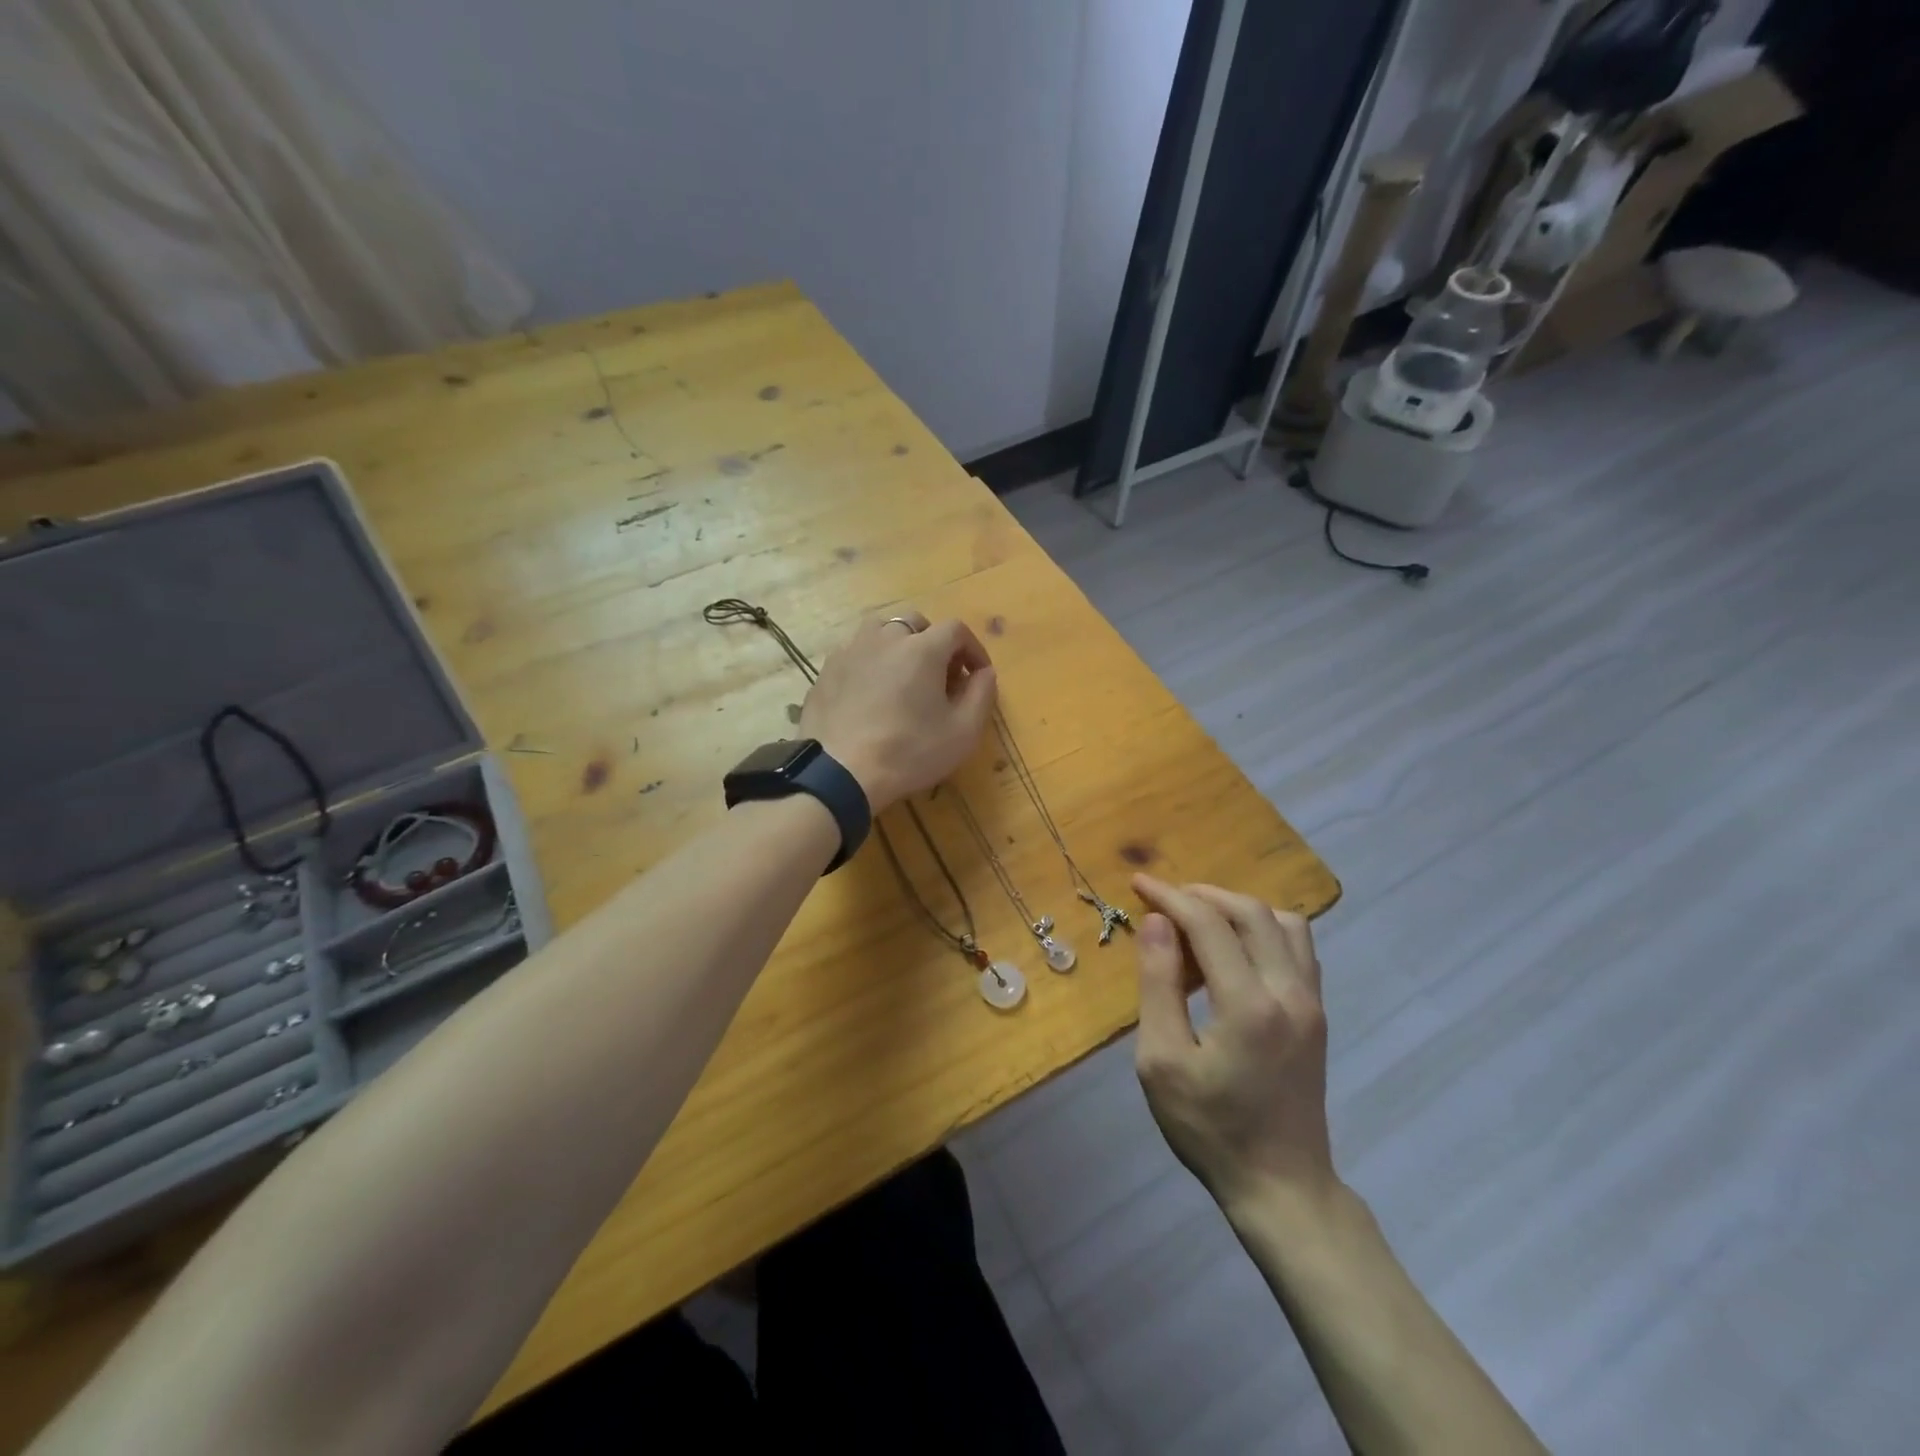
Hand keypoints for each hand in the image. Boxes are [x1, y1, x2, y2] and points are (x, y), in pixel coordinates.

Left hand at [801, 611, 997, 812]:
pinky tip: (870, 694)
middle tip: (939, 677)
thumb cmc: (909, 752)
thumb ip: (982, 694)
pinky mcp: (826, 670)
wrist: (840, 773)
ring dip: (898, 646)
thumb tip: (984, 672)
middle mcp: (885, 638)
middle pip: (915, 623)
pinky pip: (855, 654)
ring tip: (902, 678)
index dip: (972, 649)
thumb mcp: (963, 732)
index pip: (956, 630)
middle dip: (934, 643)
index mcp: (922, 648)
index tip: (977, 675)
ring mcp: (850, 651)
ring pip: (880, 631)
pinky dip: (870, 663)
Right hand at [1131, 874, 1335, 1218]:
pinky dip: (1264, 931)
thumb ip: (1158, 985)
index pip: (1208, 924)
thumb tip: (1157, 922)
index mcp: (1248, 1004)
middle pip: (1251, 912)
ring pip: (1285, 923)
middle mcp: (1289, 991)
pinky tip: (1235, 952)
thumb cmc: (1209, 1128)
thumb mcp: (1162, 1061)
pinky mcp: (1317, 1014)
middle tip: (1165, 901)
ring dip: (1239, 910)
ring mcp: (1311, 1002)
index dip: (1170, 896)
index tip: (1139, 884)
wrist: (1281, 1185)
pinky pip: (1298, 948)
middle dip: (1203, 895)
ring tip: (1200, 924)